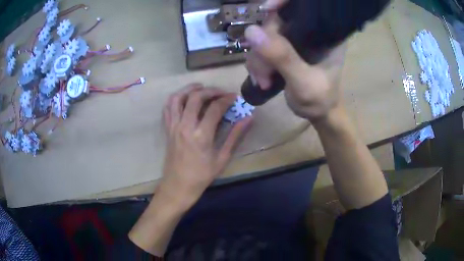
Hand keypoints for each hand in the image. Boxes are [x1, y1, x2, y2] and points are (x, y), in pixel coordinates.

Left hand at [160, 83, 251, 209]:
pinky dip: (176, 99)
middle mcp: (185, 126)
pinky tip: (184, 98)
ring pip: (178, 98)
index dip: (226, 99)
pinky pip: (168, 108)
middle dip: (210, 90)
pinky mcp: (167, 129)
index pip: (214, 108)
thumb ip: (235, 136)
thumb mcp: (222, 158)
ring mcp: (173, 126)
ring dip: (189, 89)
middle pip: (195, 97)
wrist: (178, 186)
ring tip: (201, 87)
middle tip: (221, 92)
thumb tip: (248, 118)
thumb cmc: (202, 176)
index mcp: (201, 135)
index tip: (234, 97)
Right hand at [244, 0, 346, 121]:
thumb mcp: (304, 82)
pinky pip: (261, 47)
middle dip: (263, 46)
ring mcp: (294, 40)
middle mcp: (309, 31)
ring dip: (258, 59)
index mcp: (325, 33)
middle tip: (264, 73)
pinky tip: (262, 79)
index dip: (283, 2)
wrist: (318, 114)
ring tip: (264, 81)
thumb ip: (283, 57)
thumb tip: (251, 31)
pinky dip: (257, 63)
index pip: (304, 6)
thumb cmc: (320, 100)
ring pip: (264, 36)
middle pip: (276, 22)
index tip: (267, 9)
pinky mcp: (283, 49)